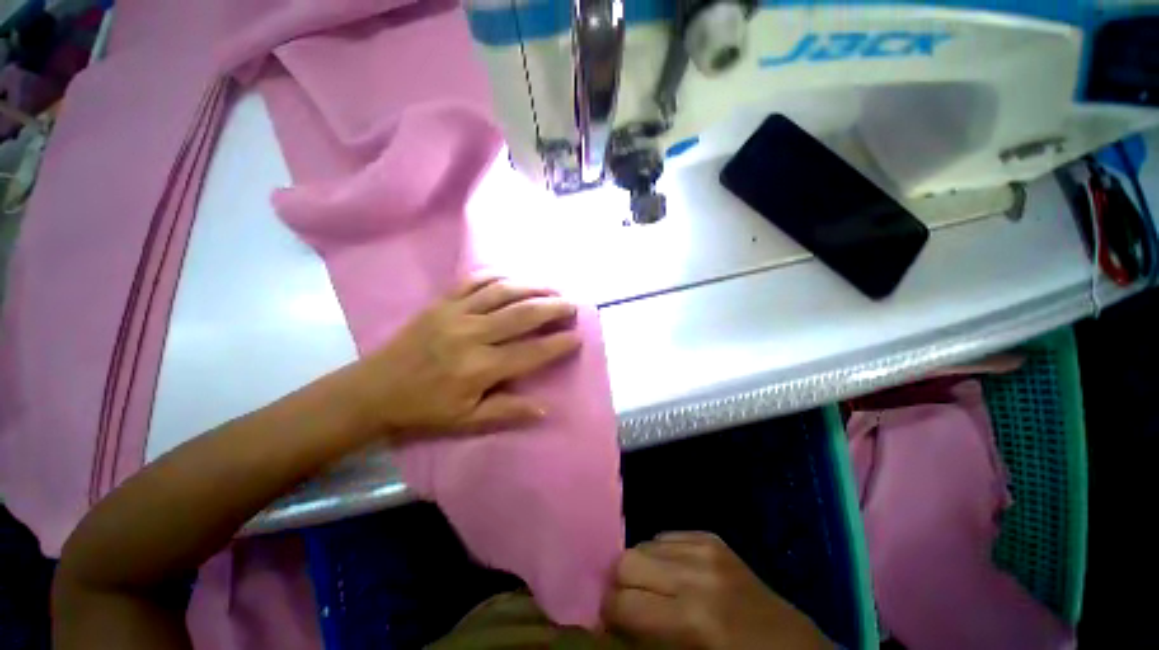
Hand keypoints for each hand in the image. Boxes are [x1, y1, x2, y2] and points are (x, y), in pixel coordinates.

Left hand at [348, 273, 581, 442]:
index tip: (578, 336)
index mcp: (479, 368)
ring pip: (503, 292)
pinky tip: (513, 278)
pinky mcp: (440, 302)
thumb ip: (508, 412)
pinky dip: (497, 276)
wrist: (374, 389)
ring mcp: (455, 314)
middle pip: (522, 314)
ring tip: (553, 287)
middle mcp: (472, 335)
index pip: (530, 352)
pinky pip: (473, 281)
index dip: (558, 344)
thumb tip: (545, 409)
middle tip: (573, 305)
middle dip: (553, 308)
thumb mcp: (467, 420)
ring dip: (532, 287)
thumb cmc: (424, 409)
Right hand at [604, 532, 832, 649]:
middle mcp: (696, 575)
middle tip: (630, 606)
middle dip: (620, 585)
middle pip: (627, 559)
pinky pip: (668, 536)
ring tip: (655, 591)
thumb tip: (609, 624)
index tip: (610, 625)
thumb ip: (644, 644)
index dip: (607, 614)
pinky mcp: (715, 539)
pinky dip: (662, 555)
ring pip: (644, 542)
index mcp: (691, 621)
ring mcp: (708, 550)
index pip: (621, 602)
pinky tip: (676, 576)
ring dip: (642, 569)